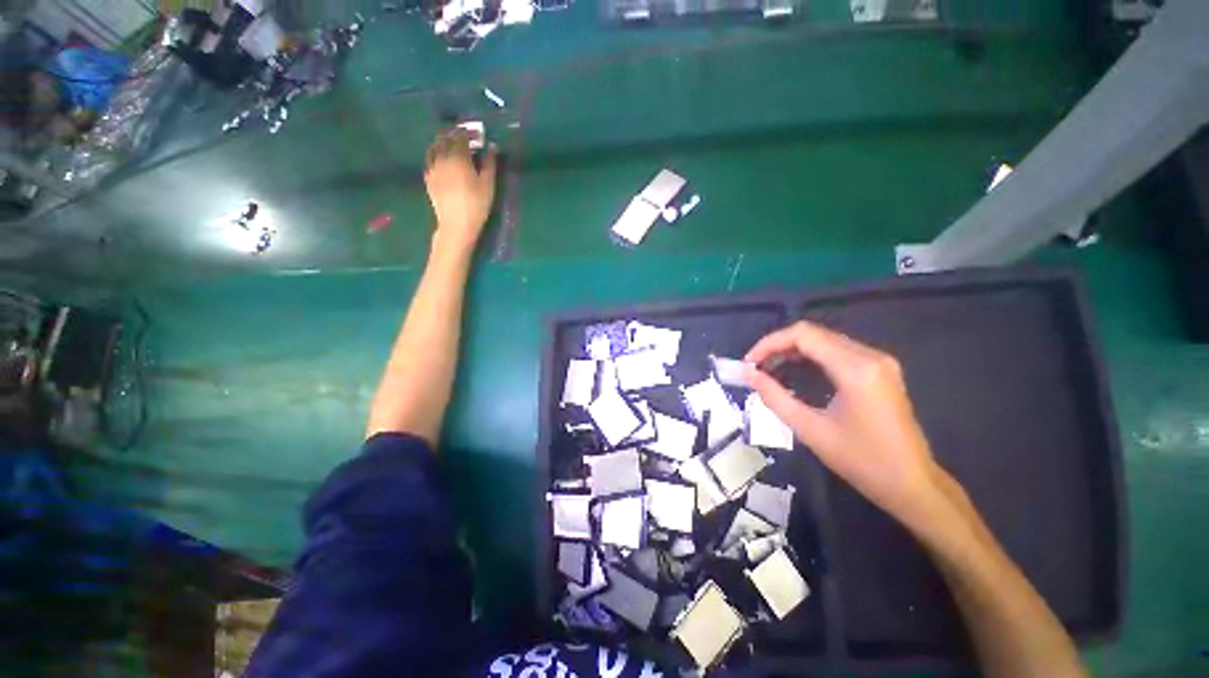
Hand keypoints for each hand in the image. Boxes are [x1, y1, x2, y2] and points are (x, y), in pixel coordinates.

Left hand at [424, 129, 497, 252]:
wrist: (457, 224)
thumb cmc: (476, 204)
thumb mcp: (488, 185)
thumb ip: (489, 164)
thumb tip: (492, 147)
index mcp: (459, 157)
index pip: (461, 136)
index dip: (468, 132)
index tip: (476, 133)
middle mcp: (443, 158)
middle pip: (445, 138)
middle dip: (454, 134)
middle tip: (463, 136)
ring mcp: (433, 168)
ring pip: (434, 147)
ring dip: (442, 142)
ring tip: (450, 144)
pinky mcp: (429, 179)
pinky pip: (429, 160)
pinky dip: (435, 154)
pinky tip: (441, 159)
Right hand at [743, 321, 949, 528]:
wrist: (912, 483)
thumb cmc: (861, 461)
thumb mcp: (810, 430)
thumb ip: (775, 397)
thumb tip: (748, 374)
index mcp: (856, 369)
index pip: (803, 335)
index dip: (769, 343)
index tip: (749, 363)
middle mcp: (870, 356)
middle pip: (813, 333)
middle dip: (778, 346)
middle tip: (756, 367)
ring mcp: (879, 361)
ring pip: (824, 339)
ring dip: (792, 350)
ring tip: (769, 369)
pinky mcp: (880, 369)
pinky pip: (837, 350)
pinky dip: (810, 356)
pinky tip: (795, 371)